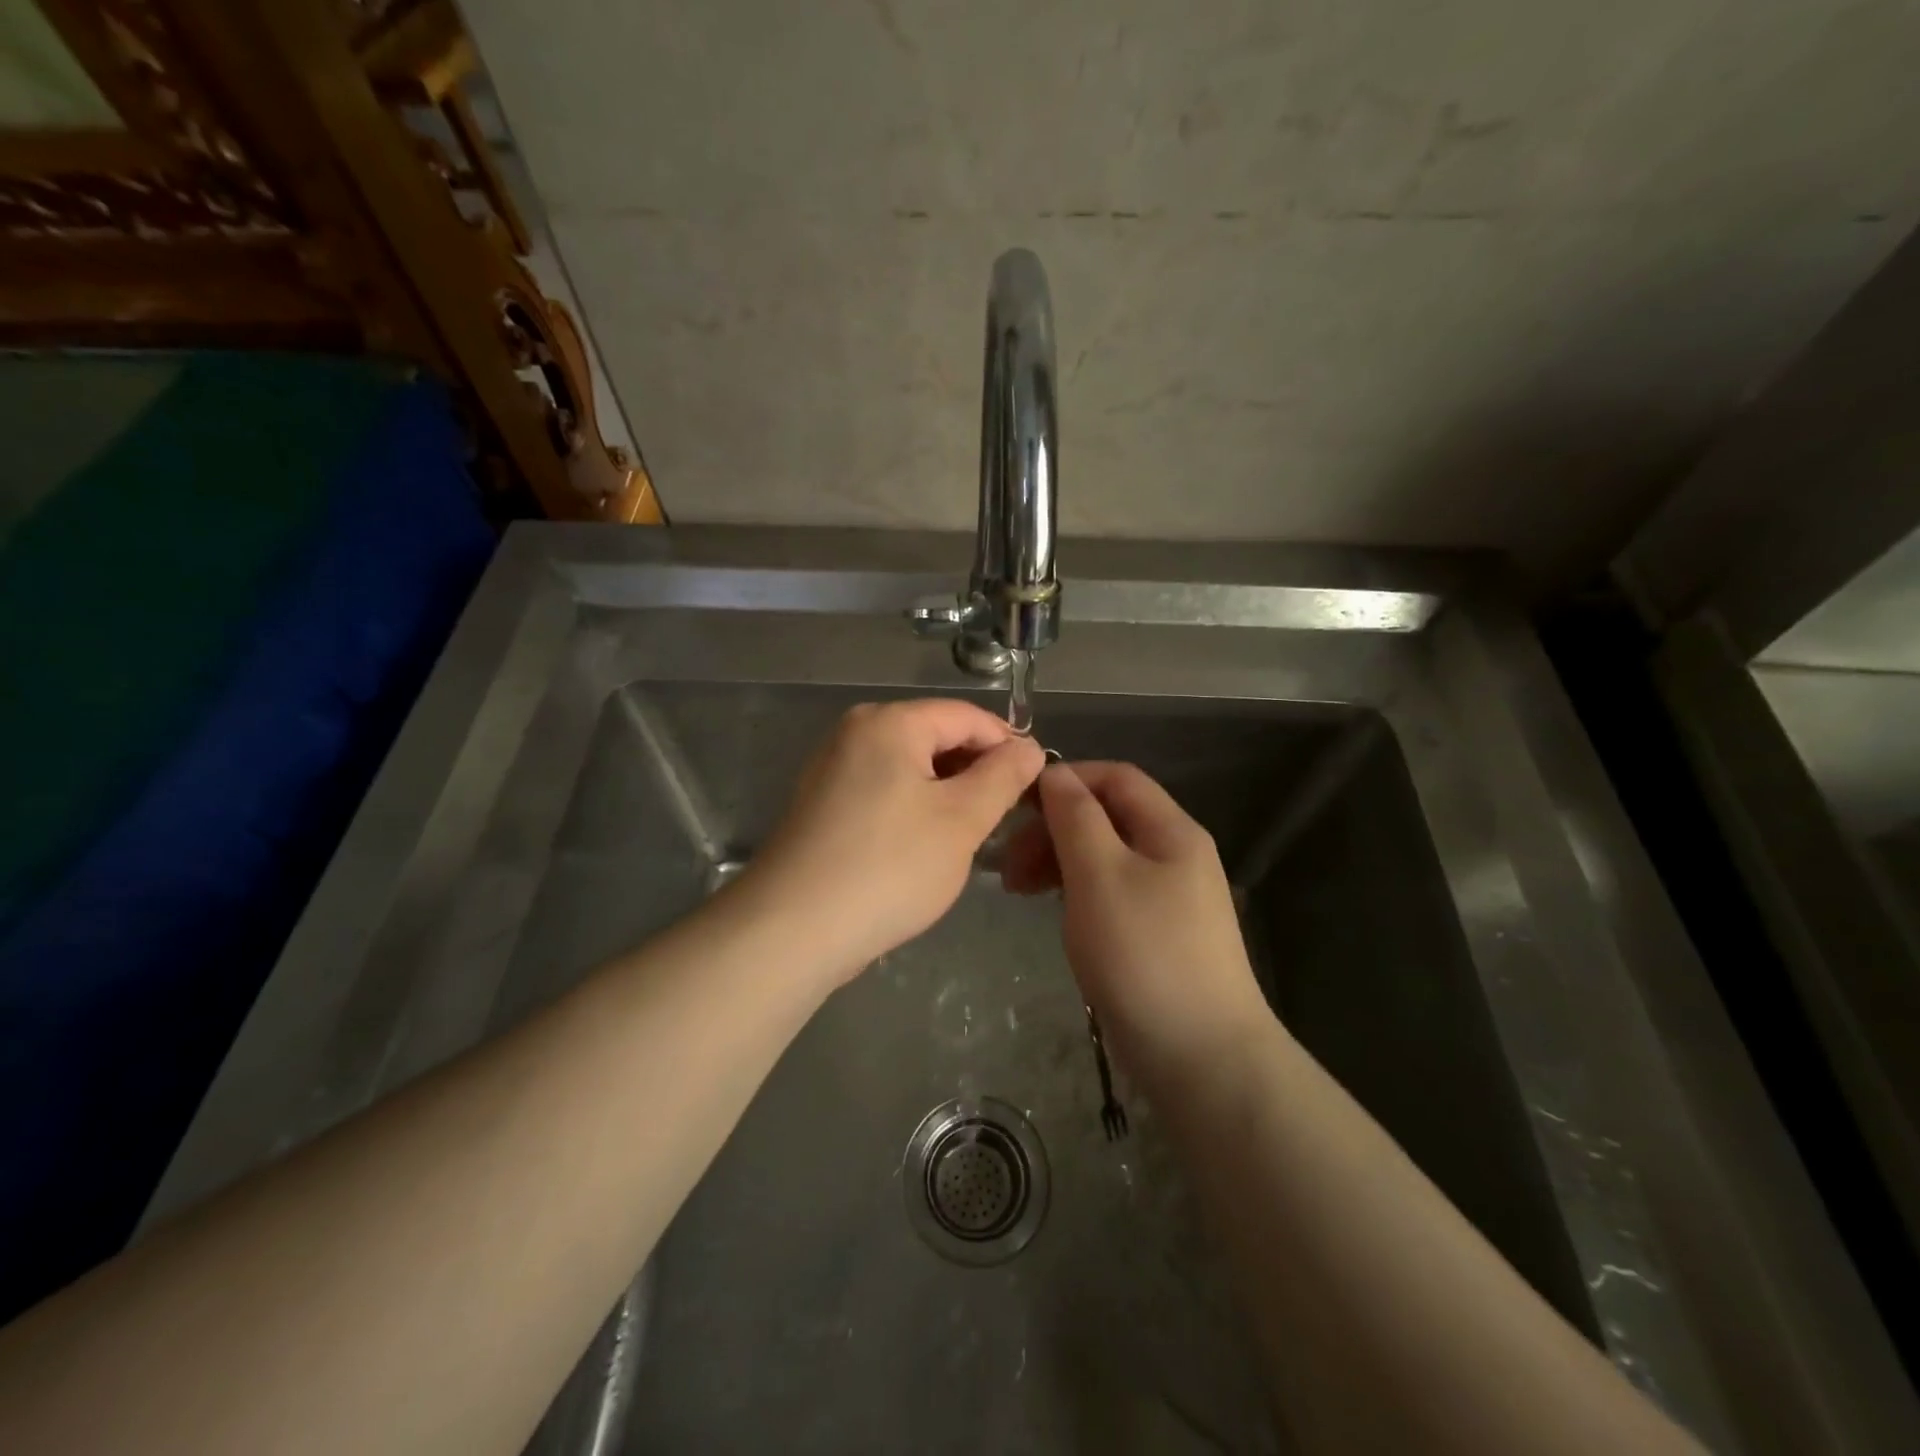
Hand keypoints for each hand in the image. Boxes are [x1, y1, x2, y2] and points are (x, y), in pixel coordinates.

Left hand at [740, 699, 1045, 980]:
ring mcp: (832, 768)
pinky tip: (926, 846)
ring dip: (947, 793)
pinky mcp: (822, 804)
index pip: (967, 716)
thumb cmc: (889, 867)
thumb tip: (1029, 747)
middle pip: (935, 736)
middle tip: (1006, 816)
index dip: (1007, 745)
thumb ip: (1003, 776)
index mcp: (889, 722)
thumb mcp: (961, 820)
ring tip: (972, 834)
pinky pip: (884, 790)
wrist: (793, 930)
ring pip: (910, 767)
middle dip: (976, 771)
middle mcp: (855, 732)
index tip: (1036, 784)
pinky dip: (914, 808)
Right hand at [1003, 761, 1270, 1082]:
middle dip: (1053, 828)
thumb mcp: (1100, 875)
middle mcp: (1175, 854)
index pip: (1115, 778)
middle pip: (1107, 817)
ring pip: (1104, 856)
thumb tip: (1055, 773)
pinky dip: (1076, 891)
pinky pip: (1110, 892)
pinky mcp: (1158, 933)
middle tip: (1009, 865)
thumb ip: (1075, 818)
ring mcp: (1169, 896)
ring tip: (1019, 890)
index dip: (1065, 781)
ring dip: (1059, 861)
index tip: (1016, 807)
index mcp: (1171, 830)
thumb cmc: (1144, 954)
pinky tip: (1054, 911)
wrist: (1202, 1056)